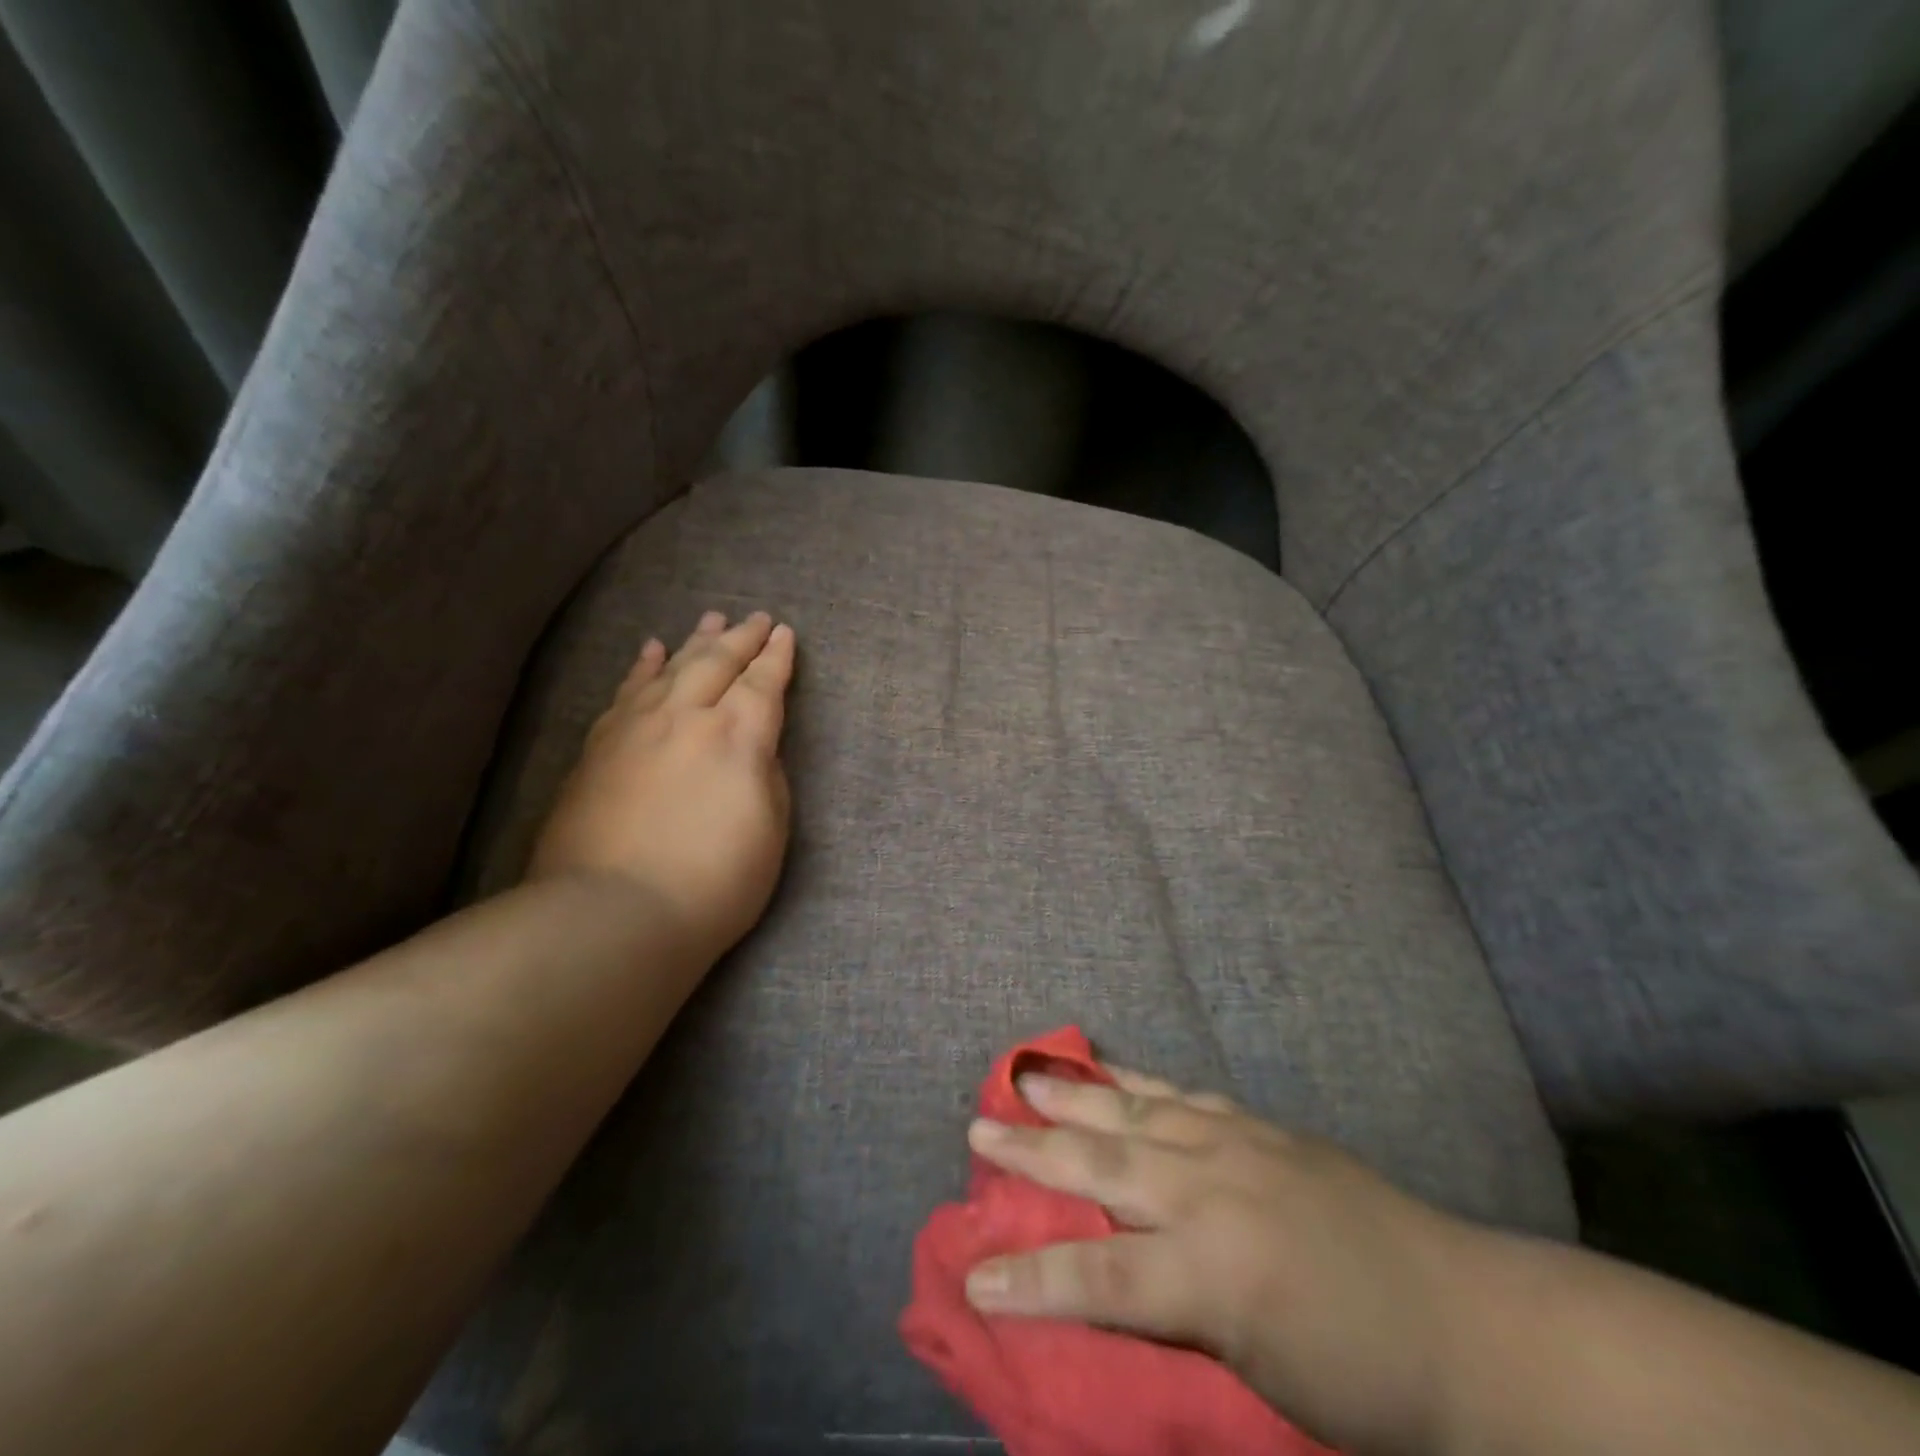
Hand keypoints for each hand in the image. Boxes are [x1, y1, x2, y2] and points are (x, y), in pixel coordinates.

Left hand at [528, 610, 795, 960]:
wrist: (614, 913)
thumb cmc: (714, 882)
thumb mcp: (771, 830)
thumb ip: (765, 776)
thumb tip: (752, 748)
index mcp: (737, 736)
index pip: (763, 684)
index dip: (777, 658)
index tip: (786, 634)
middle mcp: (686, 717)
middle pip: (718, 663)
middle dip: (742, 638)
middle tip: (757, 618)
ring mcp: (636, 727)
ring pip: (672, 667)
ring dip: (696, 641)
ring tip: (711, 619)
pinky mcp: (599, 746)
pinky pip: (627, 690)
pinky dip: (643, 666)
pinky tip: (651, 651)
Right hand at [963, 1067, 1477, 1454]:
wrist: (1468, 1321)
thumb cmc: (1365, 1382)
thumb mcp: (1260, 1382)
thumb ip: (1176, 1326)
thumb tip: (1104, 1295)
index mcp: (1213, 1274)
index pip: (1096, 1276)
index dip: (1028, 1279)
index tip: (973, 1276)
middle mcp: (1211, 1192)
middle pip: (1100, 1167)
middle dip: (1032, 1151)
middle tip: (977, 1129)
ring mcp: (1235, 1144)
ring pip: (1132, 1113)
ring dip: (1071, 1096)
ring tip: (1023, 1074)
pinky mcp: (1257, 1125)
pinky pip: (1179, 1095)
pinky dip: (1134, 1083)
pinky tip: (1108, 1072)